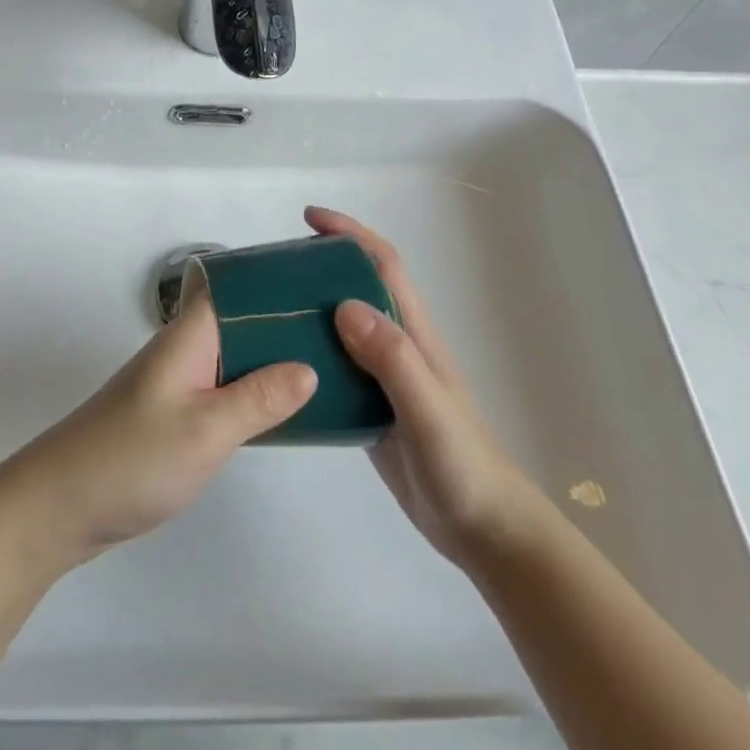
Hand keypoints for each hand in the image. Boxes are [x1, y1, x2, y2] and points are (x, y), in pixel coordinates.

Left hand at [8, 288, 316, 564]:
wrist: (62, 505)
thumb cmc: (133, 458)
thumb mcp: (205, 430)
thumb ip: (259, 398)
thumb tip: (309, 367)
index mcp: (191, 334)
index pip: (236, 283)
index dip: (276, 276)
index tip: (324, 280)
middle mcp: (187, 347)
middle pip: (243, 318)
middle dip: (286, 320)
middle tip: (344, 330)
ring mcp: (181, 380)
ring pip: (237, 354)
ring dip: (274, 357)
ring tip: (330, 362)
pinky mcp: (178, 411)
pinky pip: (226, 387)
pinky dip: (256, 390)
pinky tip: (287, 406)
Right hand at [308, 206, 549, 570]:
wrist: (484, 531)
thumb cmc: (462, 464)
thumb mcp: (427, 408)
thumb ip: (392, 358)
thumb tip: (343, 305)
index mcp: (414, 333)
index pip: (382, 265)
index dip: (350, 234)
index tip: (310, 218)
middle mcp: (397, 345)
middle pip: (356, 287)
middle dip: (321, 264)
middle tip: (273, 267)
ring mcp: (383, 377)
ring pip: (341, 326)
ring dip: (309, 308)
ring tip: (265, 309)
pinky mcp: (370, 407)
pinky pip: (334, 367)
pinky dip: (308, 355)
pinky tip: (279, 366)